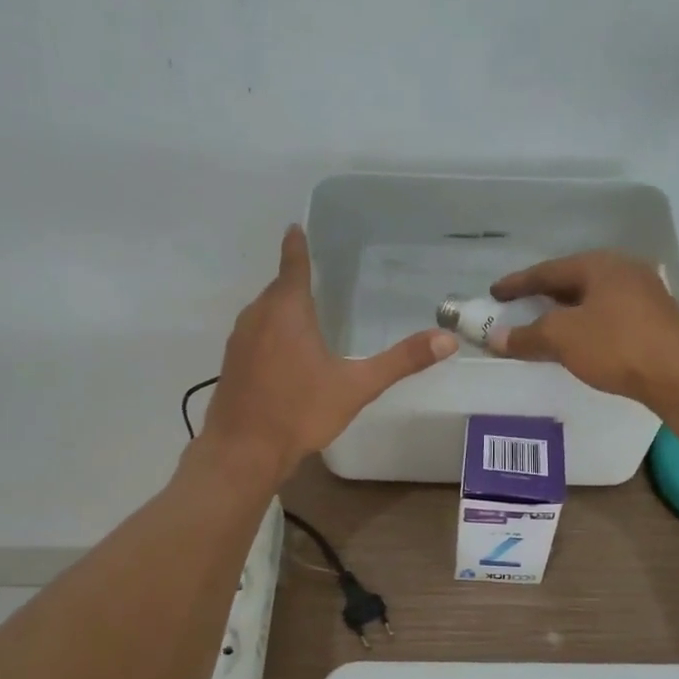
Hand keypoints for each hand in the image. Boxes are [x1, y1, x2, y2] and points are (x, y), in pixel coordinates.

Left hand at [200, 226, 456, 480]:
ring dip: (283, 309)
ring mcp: (239, 340)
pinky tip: (285, 354)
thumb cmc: (300, 411)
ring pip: (264, 312)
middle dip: (296, 281)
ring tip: (307, 314)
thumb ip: (401, 361)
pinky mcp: (231, 364)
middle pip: (278, 289)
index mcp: (287, 310)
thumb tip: (447, 339)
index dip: (297, 245)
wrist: (243, 451)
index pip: (293, 265)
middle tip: (319, 276)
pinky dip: (271, 333)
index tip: (295, 227)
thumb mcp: (357, 386)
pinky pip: (255, 334)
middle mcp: (258, 316)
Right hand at [486, 251, 678, 409]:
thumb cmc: (617, 346)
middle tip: (519, 307)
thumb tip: (495, 338)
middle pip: (573, 281)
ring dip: (566, 312)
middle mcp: (624, 271)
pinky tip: (580, 341)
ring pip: (593, 299)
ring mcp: (645, 294)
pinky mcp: (656, 320)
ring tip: (546, 326)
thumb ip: (527, 336)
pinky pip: (610, 315)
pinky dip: (587, 324)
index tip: (494, 293)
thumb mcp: (563, 338)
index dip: (518, 283)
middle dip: (544, 295)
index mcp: (600, 265)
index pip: (548, 270)